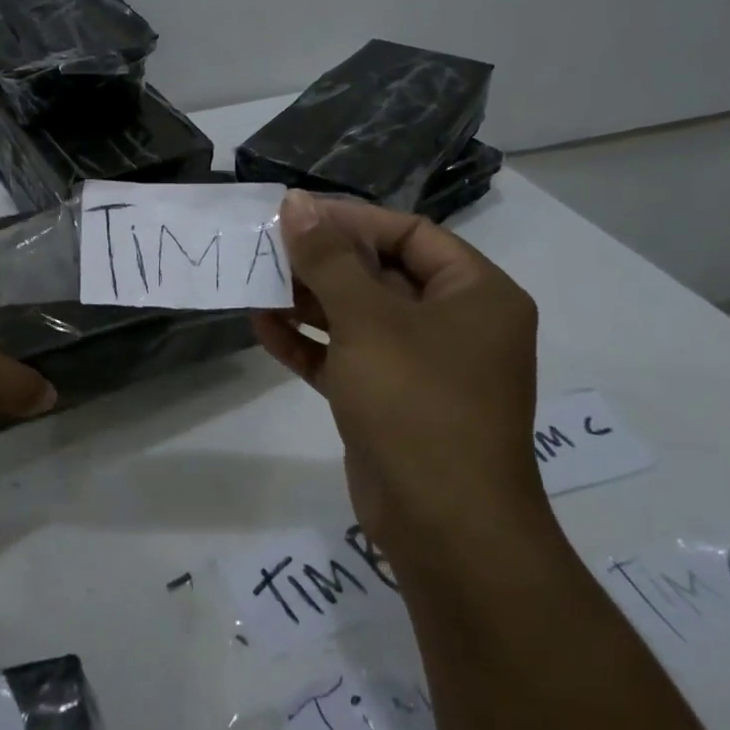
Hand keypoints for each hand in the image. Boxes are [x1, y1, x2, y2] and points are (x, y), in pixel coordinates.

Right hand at [250, 191, 545, 585]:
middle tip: (267, 246)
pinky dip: (309, 343)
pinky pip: (346, 358)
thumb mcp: (368, 320)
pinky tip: (262, 327)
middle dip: (322, 261)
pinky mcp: (389, 402)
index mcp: (475, 295)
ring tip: (255, 281)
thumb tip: (296, 202)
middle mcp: (454, 325)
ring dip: (308, 301)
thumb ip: (328, 259)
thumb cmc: (417, 403)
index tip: (296, 213)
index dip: (352, 219)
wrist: (444, 527)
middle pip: (381, 274)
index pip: (410, 234)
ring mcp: (421, 367)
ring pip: (359, 318)